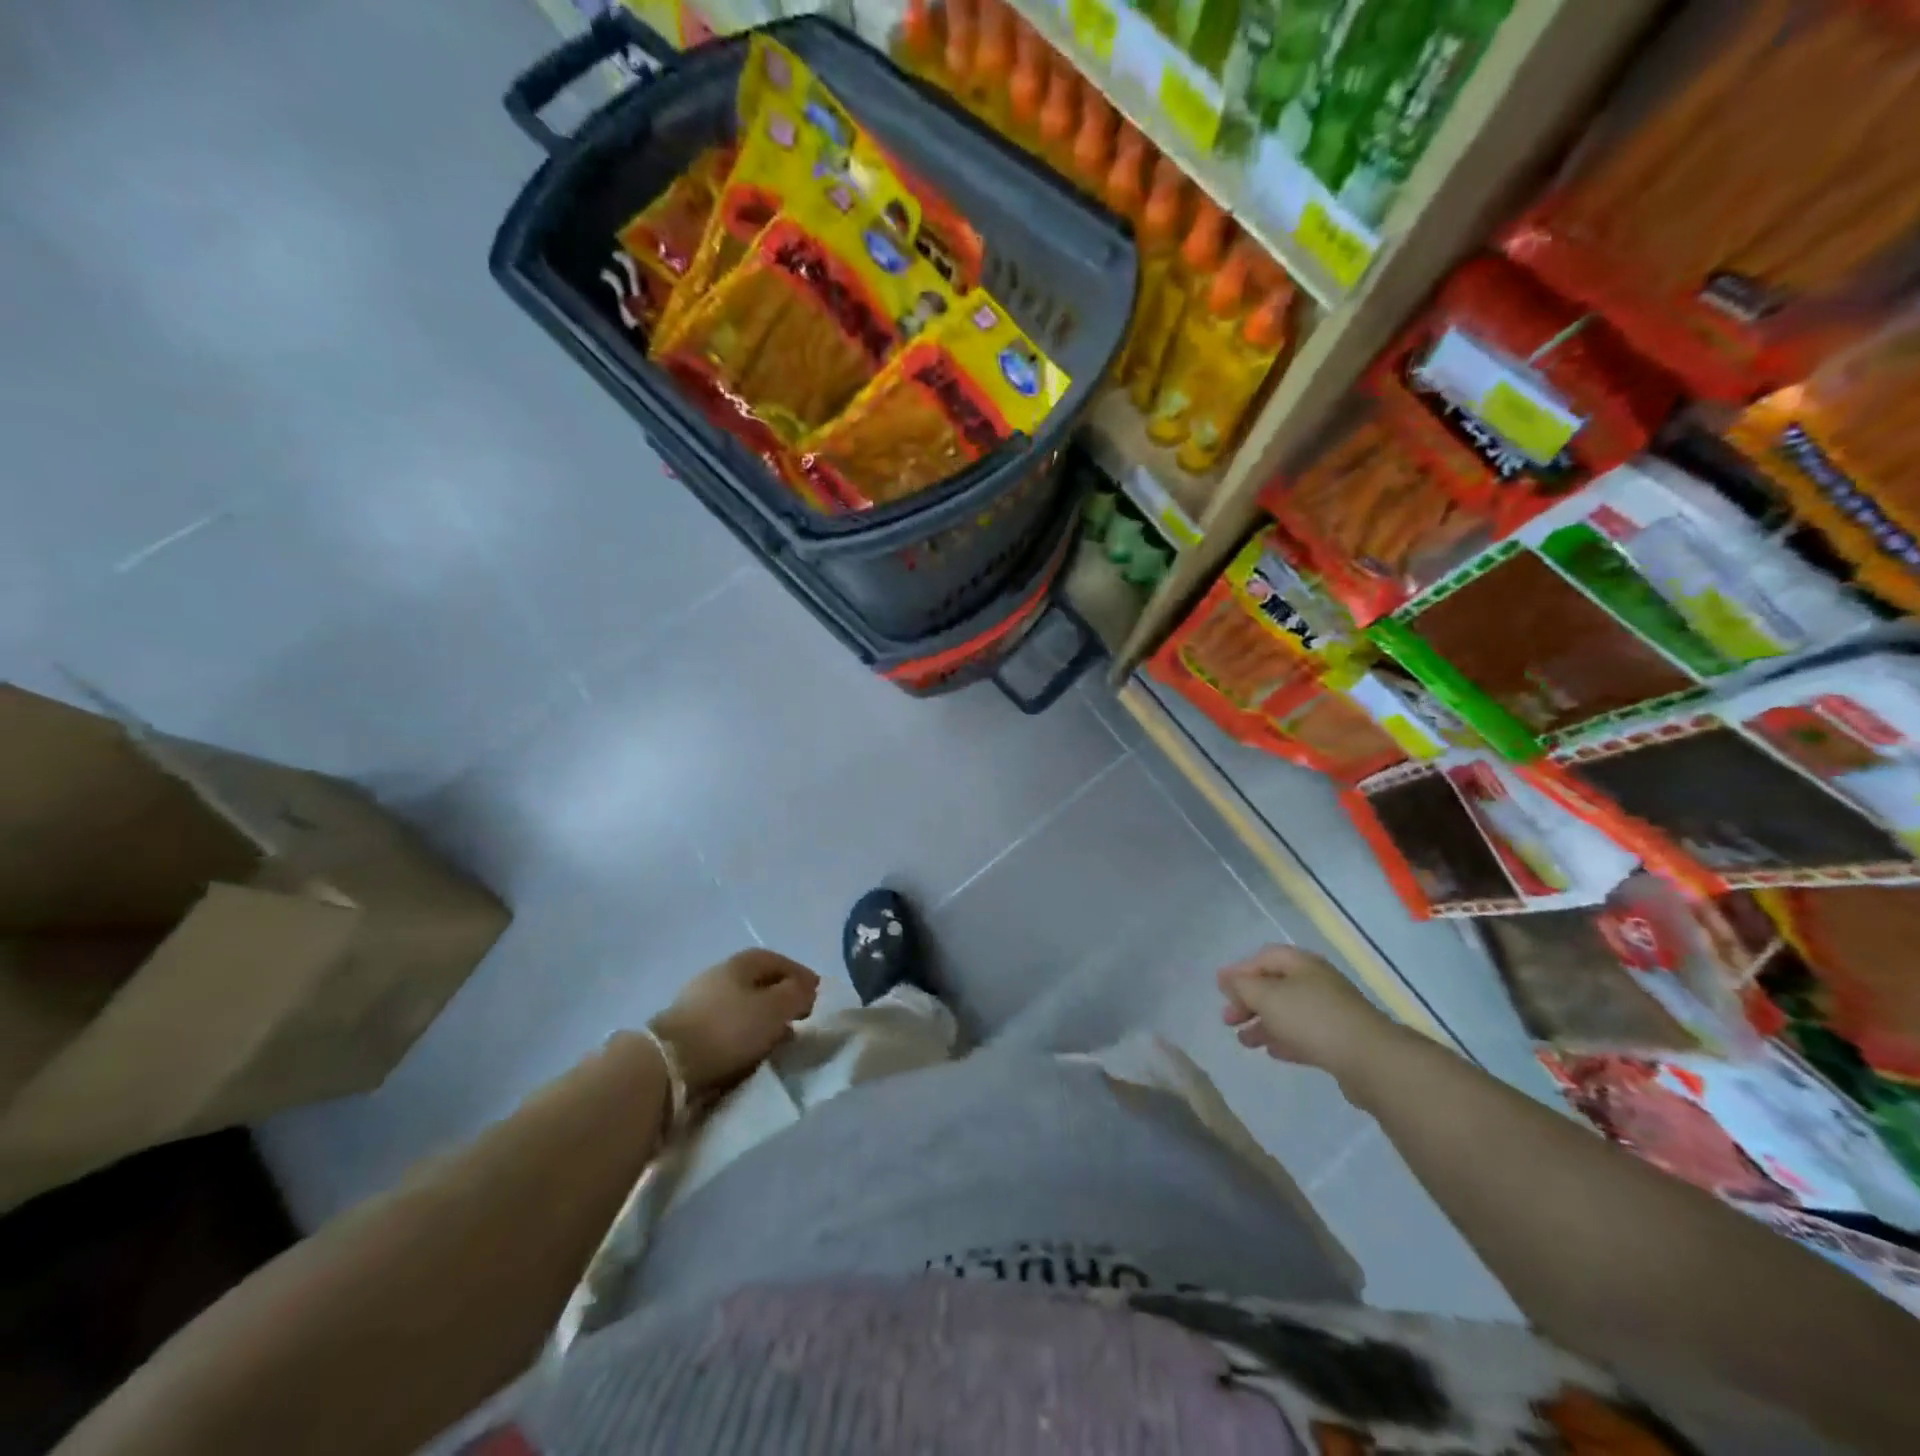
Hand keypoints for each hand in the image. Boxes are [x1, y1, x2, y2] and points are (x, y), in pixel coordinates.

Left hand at [649, 949, 820, 1096]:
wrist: (667, 1064)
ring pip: (741, 1005)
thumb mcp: (776, 1008)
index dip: (801, 976)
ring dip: (762, 1018)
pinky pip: (725, 1025)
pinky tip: (748, 1051)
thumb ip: (797, 993)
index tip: (817, 997)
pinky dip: (742, 1033)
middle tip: (799, 1019)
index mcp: (741, 962)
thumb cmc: (730, 1028)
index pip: (779, 960)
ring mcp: (698, 1000)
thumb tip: (806, 988)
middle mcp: (718, 973)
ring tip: (776, 1040)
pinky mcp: (685, 1029)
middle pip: (759, 982)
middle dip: (781, 998)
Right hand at [1217, 945, 1393, 1080]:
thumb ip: (1242, 986)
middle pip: (1274, 986)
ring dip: (1263, 1023)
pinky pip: (1304, 1034)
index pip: (1263, 958)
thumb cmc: (1312, 1019)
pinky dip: (1285, 1039)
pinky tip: (1272, 1051)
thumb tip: (1225, 977)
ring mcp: (1330, 1011)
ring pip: (1288, 1012)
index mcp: (1301, 964)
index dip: (1240, 971)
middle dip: (1248, 1001)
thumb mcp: (1268, 997)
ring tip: (1244, 1041)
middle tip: (1228, 1020)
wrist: (1370, 1059)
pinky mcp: (1339, 1039)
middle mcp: (1316, 982)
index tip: (1220, 991)